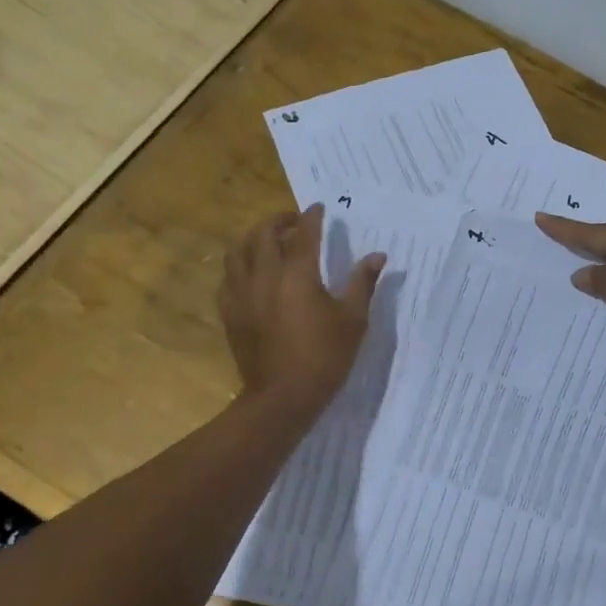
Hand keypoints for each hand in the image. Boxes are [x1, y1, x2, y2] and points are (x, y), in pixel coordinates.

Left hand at [220, 205, 385, 412]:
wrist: (283, 397)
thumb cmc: (324, 357)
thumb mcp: (353, 320)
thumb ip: (362, 283)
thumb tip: (377, 256)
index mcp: (297, 274)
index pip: (304, 233)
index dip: (312, 217)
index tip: (319, 208)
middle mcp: (264, 276)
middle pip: (263, 234)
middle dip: (278, 220)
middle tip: (293, 221)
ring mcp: (242, 294)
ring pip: (238, 252)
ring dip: (253, 239)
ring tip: (268, 242)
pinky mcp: (230, 313)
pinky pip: (228, 278)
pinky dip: (240, 266)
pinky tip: (251, 274)